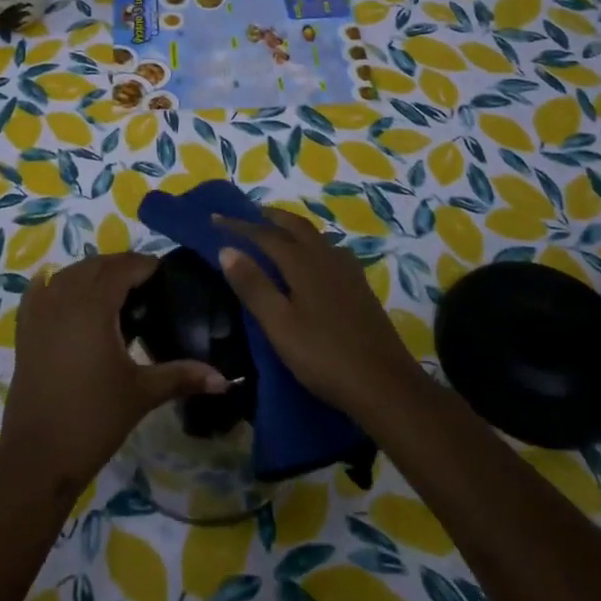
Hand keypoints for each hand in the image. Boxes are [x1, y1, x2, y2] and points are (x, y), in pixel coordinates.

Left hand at [0, 253, 226, 492]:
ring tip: (116, 293)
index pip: (122, 268)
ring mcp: (39, 312)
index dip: (145, 265)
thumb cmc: (94, 419)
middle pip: (95, 265)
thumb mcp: (142, 393)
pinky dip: (56, 284)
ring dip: (92, 274)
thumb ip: (182, 376)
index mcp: (93, 306)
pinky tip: (68, 294)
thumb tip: (224, 378)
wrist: (37, 456)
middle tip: (147, 285)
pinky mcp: (24, 329)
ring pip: (68, 274)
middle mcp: (63, 298)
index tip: (166, 275)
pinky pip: (40, 290)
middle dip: (121, 267)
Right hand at [216, 210, 424, 419]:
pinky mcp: (360, 288)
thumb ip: (253, 285)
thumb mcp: (279, 324)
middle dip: (271, 217)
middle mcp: (326, 258)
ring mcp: (348, 272)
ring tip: (277, 233)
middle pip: (296, 226)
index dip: (239, 225)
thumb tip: (226, 248)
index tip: (215, 218)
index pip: (265, 235)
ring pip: (316, 237)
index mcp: (303, 263)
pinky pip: (330, 252)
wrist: (385, 385)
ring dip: (293, 228)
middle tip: (249, 215)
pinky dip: (312, 245)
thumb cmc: (323, 355)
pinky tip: (314, 262)